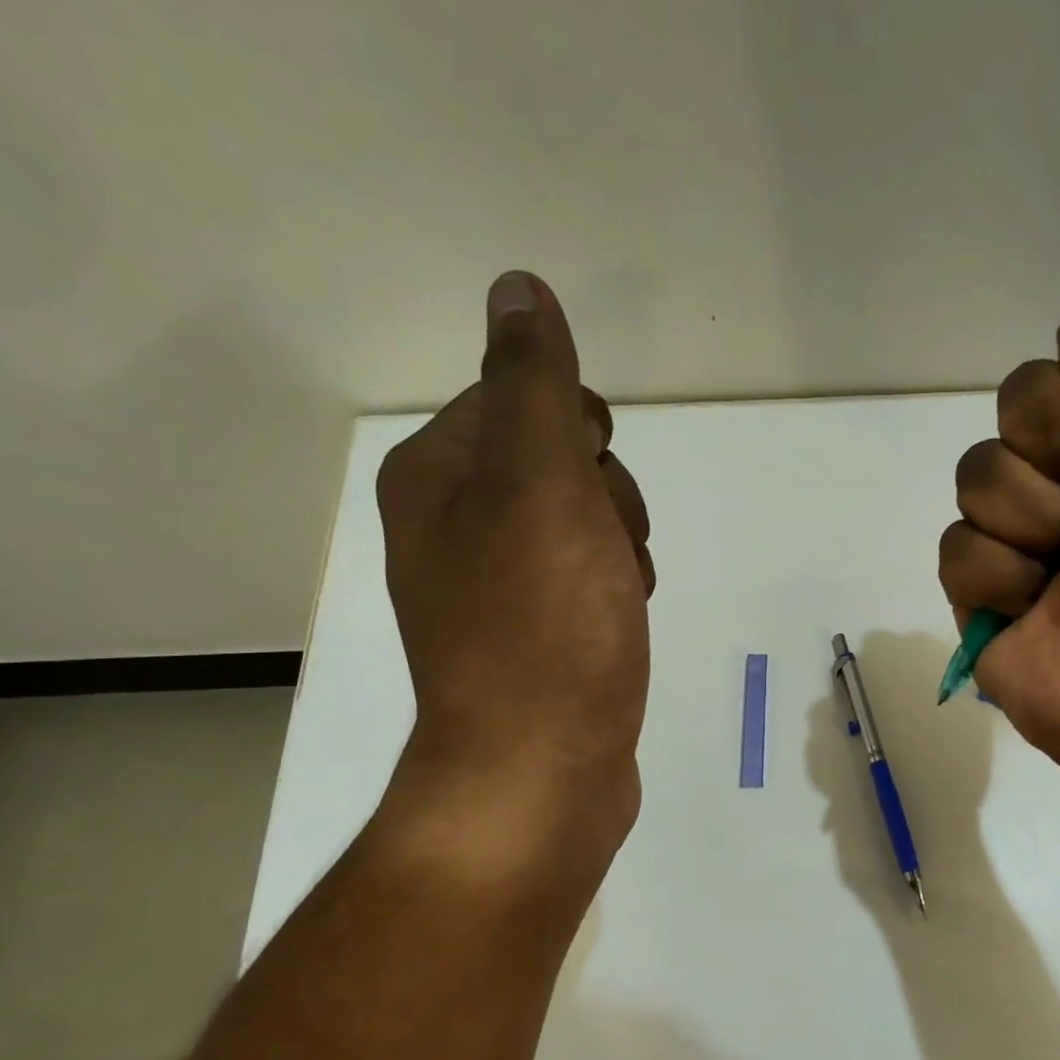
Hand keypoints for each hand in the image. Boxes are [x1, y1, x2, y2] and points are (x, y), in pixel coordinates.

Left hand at [376, 271, 653, 863]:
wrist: (540, 771)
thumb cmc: (545, 627)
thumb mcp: (540, 486)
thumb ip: (532, 385)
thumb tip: (517, 288)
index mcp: (438, 476)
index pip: (520, 399)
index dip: (579, 432)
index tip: (594, 483)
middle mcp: (453, 526)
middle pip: (558, 465)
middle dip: (607, 499)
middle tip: (610, 553)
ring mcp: (494, 588)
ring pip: (583, 525)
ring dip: (620, 547)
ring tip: (621, 600)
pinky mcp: (533, 638)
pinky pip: (586, 580)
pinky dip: (615, 591)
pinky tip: (621, 625)